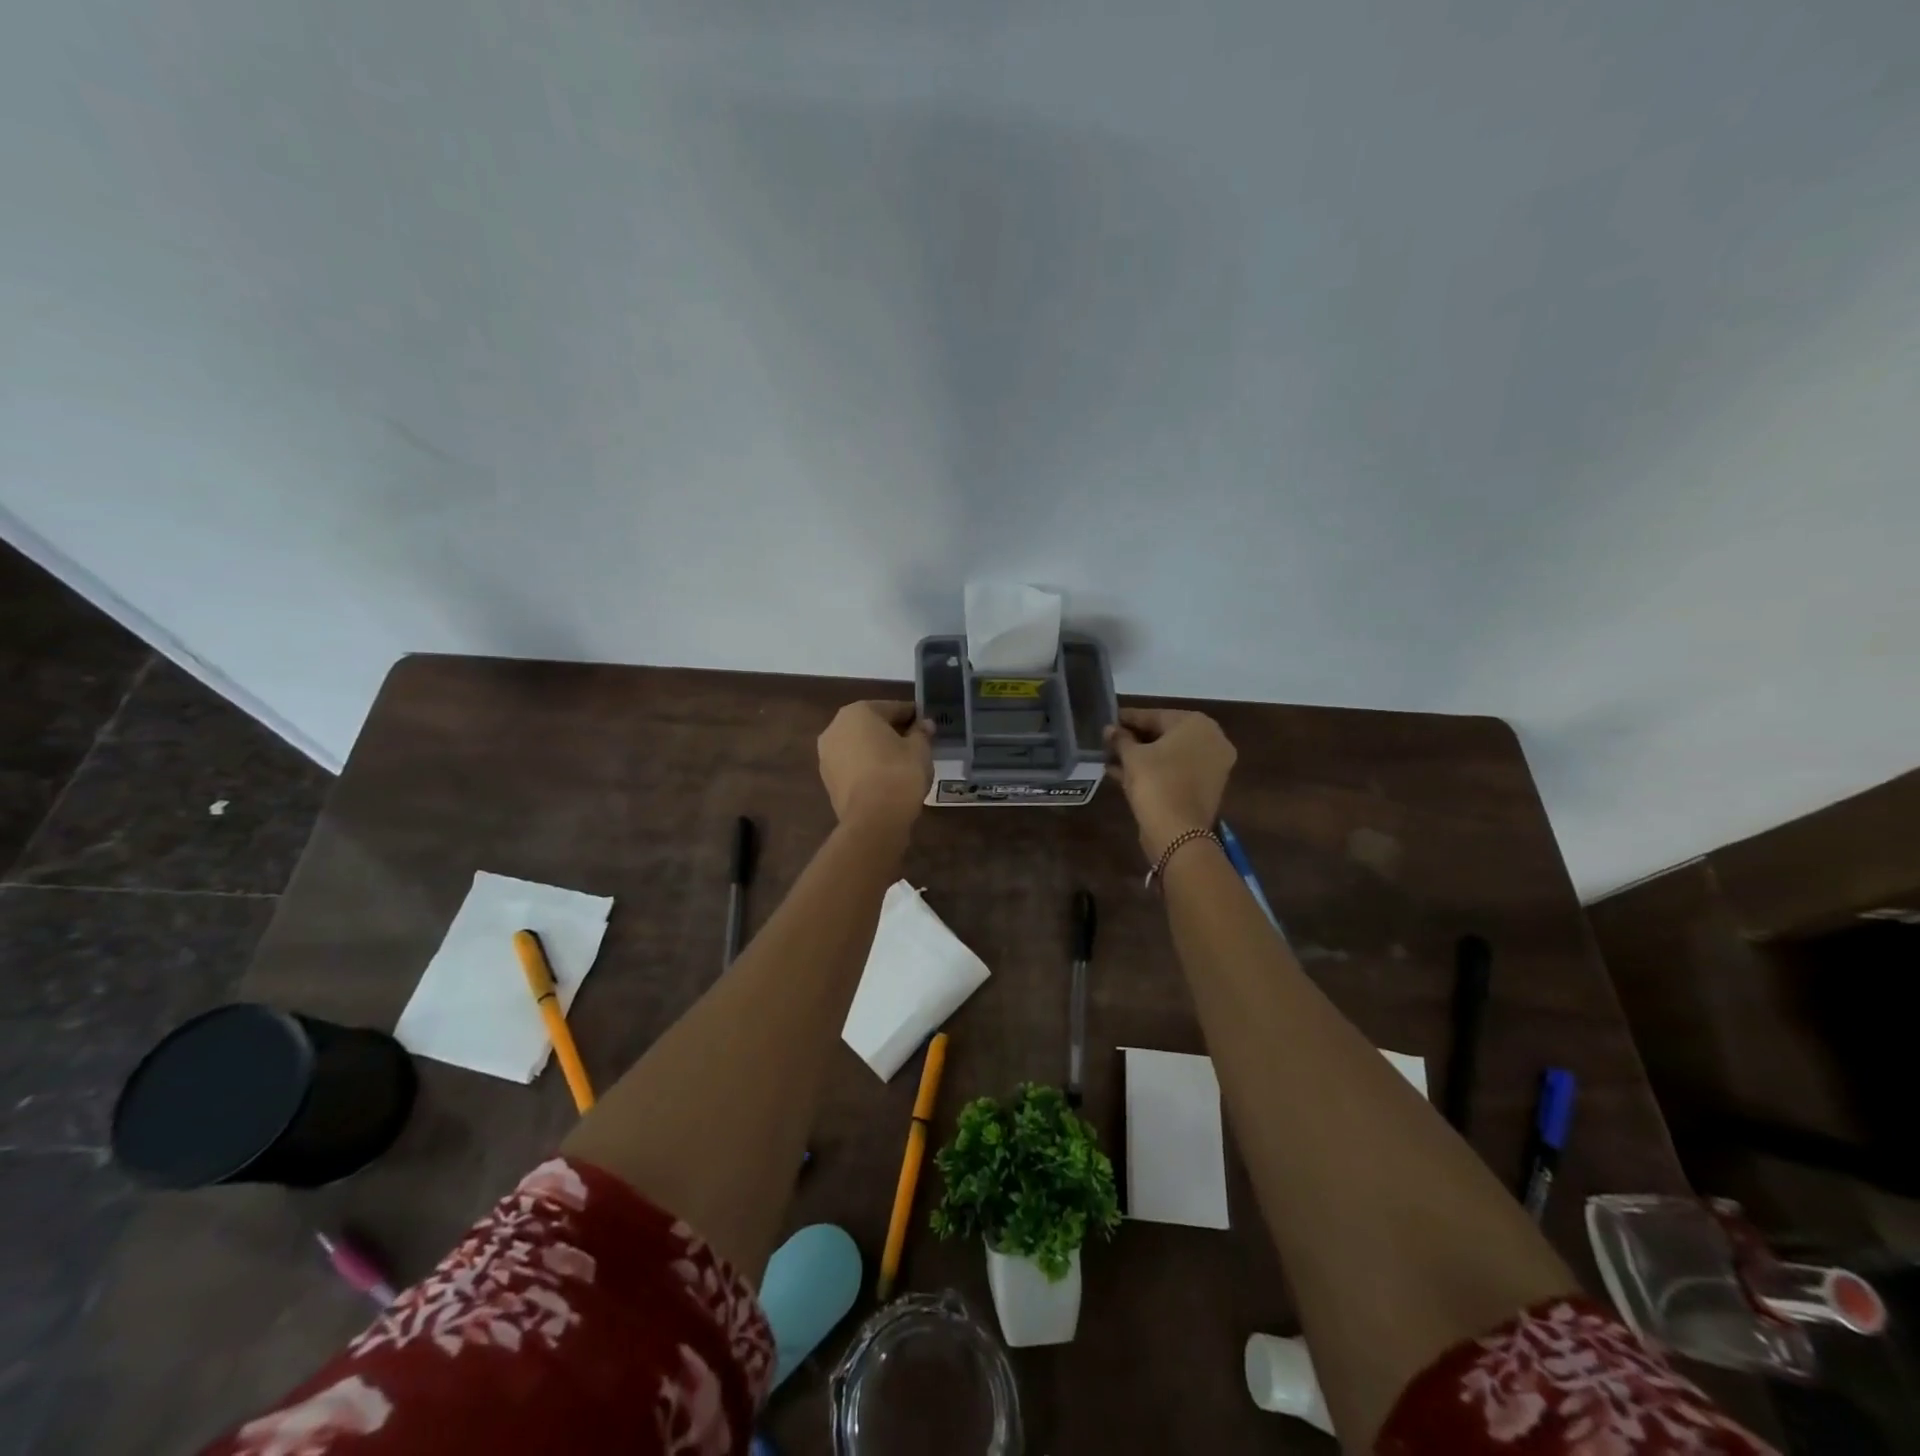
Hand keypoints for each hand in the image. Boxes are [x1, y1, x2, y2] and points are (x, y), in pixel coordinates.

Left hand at [818, 701, 933, 835]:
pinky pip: (854, 766)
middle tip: (917, 743)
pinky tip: (887, 778)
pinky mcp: (828, 781)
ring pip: (860, 746)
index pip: (893, 708)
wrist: (873, 820)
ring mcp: (827, 756)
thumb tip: (924, 724)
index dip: (913, 715)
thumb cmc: (899, 773)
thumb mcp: (919, 749)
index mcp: (858, 712)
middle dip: (893, 732)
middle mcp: (835, 728)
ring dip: (879, 750)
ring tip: (903, 763)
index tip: (927, 724)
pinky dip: (869, 768)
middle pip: (872, 725)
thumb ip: (921, 732)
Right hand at [1105, 709, 1236, 860]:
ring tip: (1111, 758)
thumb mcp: (1132, 756)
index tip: (1108, 720)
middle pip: (1165, 734)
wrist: (1178, 832)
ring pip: (1169, 755)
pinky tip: (1122, 773)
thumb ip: (1120, 738)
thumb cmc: (1156, 782)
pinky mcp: (1205, 788)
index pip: (1155, 715)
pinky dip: (1153, 771)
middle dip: (1135, 738)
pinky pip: (1175, 771)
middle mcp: (1212, 740)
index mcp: (1197, 724)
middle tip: (1109, 741)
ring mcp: (1212, 766)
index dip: (1128, 719)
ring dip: (1141, 756)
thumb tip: (1109, 729)